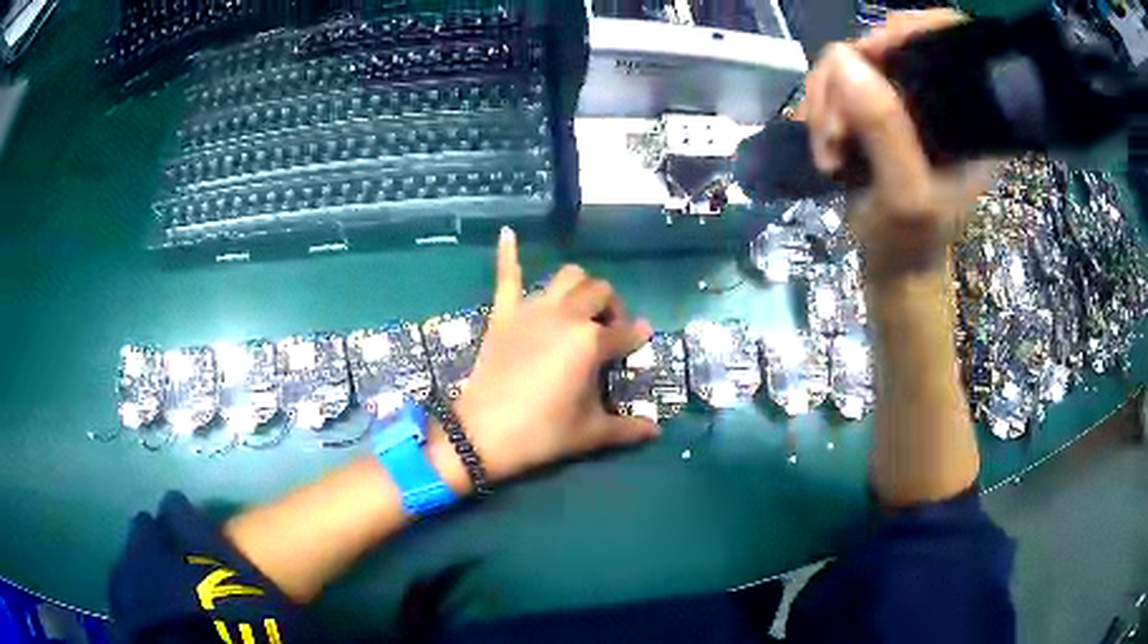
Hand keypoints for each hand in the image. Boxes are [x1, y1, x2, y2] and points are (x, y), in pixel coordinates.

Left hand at [448, 227, 659, 483]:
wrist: (483, 433)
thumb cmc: (542, 432)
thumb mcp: (590, 433)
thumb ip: (627, 428)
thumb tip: (656, 431)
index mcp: (591, 342)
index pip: (626, 332)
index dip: (636, 336)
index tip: (640, 339)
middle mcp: (567, 316)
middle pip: (601, 292)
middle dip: (612, 307)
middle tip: (609, 330)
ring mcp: (533, 310)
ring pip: (567, 277)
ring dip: (581, 286)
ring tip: (581, 306)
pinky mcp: (504, 314)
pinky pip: (506, 276)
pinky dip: (508, 254)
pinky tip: (508, 232)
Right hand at [803, 9, 996, 279]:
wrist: (893, 267)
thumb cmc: (910, 243)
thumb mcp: (906, 197)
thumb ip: (886, 131)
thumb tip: (842, 58)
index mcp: (969, 115)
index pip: (949, 39)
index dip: (909, 29)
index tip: (870, 53)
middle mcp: (937, 97)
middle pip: (886, 44)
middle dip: (849, 80)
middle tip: (834, 130)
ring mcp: (904, 101)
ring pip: (852, 62)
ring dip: (827, 101)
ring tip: (828, 149)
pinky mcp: (877, 109)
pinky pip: (837, 83)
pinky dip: (821, 108)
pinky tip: (824, 144)